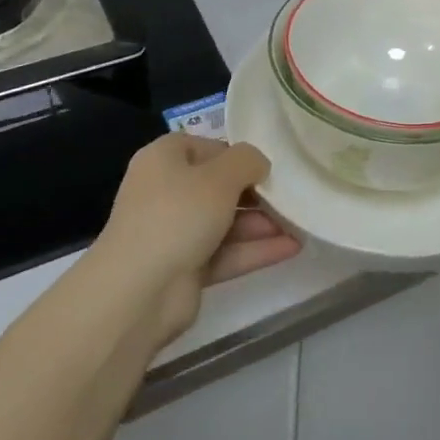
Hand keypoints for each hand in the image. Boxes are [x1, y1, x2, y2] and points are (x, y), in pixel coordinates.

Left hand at [96, 133, 301, 346]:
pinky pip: (225, 252)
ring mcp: (175, 232)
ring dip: (262, 223)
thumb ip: (248, 161)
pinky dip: (255, 250)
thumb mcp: (221, 176)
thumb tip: (259, 165)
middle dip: (257, 193)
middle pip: (219, 186)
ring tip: (301, 224)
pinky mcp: (185, 269)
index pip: (209, 147)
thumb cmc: (178, 214)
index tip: (271, 166)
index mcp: (165, 158)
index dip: (240, 156)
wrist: (138, 291)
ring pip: (225, 222)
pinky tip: (292, 248)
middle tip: (292, 196)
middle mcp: (166, 191)